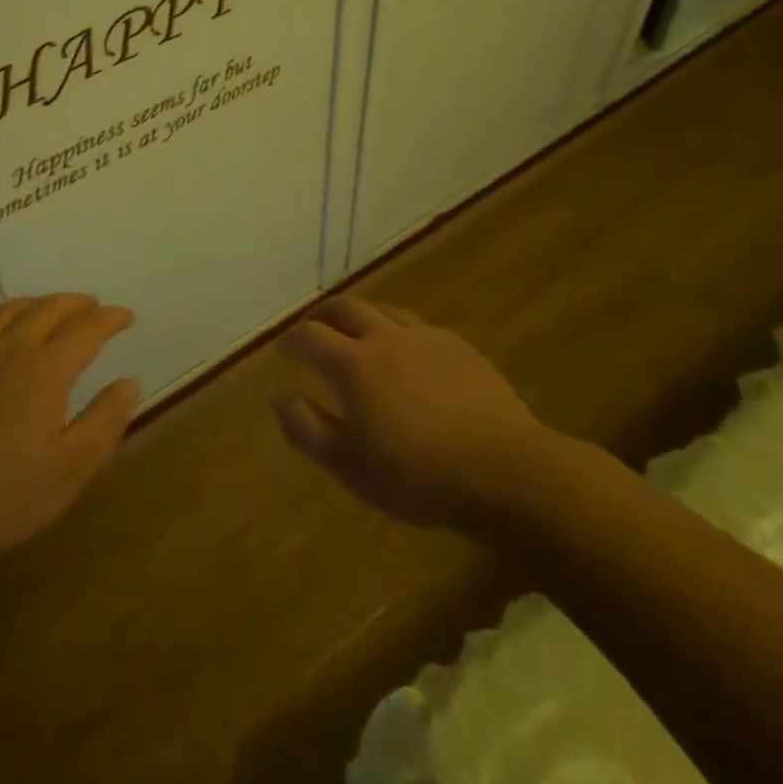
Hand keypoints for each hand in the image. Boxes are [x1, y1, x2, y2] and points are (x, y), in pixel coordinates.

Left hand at [0, 294, 139, 574]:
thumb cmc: (5, 494)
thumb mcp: (72, 468)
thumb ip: (106, 420)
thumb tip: (129, 383)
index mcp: (45, 368)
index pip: (86, 328)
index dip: (110, 319)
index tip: (127, 316)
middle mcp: (8, 349)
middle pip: (48, 309)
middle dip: (76, 303)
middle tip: (93, 307)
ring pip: (8, 311)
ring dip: (37, 304)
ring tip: (50, 311)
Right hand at [271, 297, 567, 534]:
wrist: (504, 471)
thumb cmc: (416, 475)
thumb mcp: (348, 465)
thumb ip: (306, 428)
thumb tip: (279, 398)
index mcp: (352, 364)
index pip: (309, 336)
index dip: (291, 340)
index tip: (283, 350)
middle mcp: (384, 338)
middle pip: (345, 308)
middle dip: (322, 315)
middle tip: (314, 327)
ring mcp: (426, 338)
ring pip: (384, 310)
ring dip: (361, 316)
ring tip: (357, 332)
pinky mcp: (460, 347)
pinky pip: (419, 327)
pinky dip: (399, 331)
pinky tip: (408, 353)